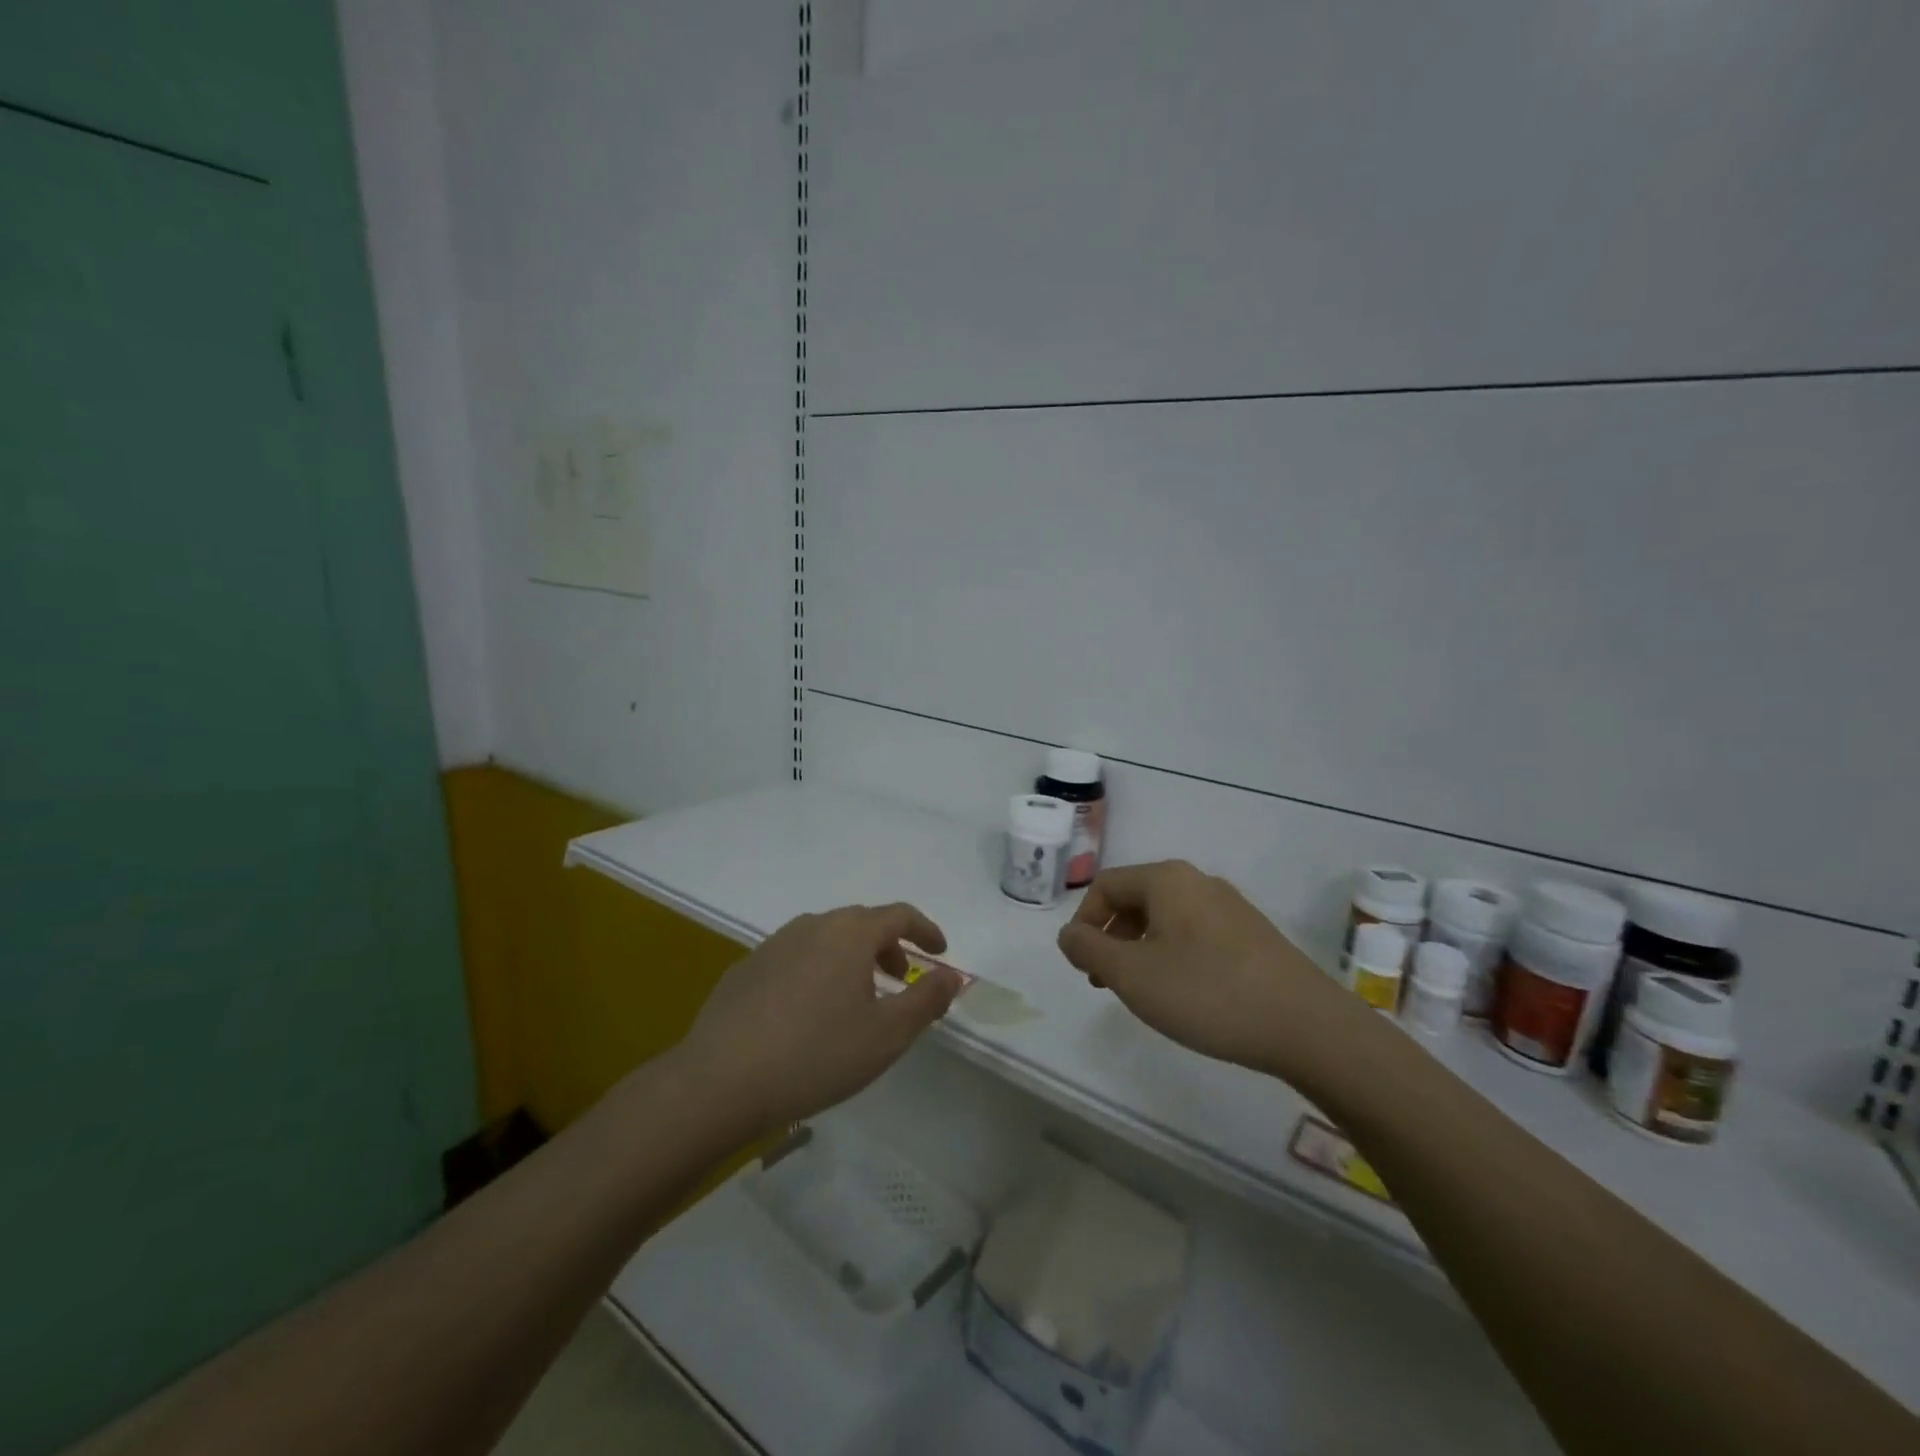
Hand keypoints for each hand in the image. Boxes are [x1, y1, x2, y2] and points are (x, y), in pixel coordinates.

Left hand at [674, 903, 962, 1136]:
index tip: (940, 952)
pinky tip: (808, 1013)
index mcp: (849, 933)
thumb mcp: (886, 1035)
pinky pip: (795, 958)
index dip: (925, 930)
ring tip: (857, 998)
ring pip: (826, 939)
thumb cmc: (816, 1055)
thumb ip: (926, 1000)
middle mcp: (812, 926)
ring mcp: (774, 944)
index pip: (898, 915)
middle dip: (888, 946)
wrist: (719, 1082)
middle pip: (861, 923)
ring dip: (851, 959)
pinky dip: (817, 972)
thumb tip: (951, 975)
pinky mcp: (746, 969)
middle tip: (900, 978)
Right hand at [1056, 861, 1350, 1078]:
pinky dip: (1173, 956)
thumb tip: (1069, 934)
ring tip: (1142, 992)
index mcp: (1167, 879)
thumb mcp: (1132, 975)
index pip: (1105, 886)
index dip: (1083, 923)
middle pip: (1136, 899)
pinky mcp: (1252, 935)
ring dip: (1140, 950)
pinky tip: (1184, 994)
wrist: (1307, 1026)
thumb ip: (1089, 949)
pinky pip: (1195, 934)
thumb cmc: (1207, 992)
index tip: (1083, 967)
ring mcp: (1230, 907)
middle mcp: (1198, 882)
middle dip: (1111, 938)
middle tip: (1106, 982)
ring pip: (1166, 919)